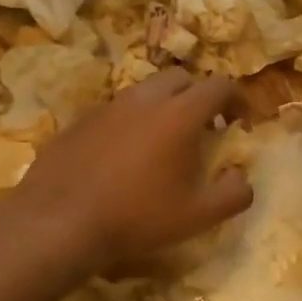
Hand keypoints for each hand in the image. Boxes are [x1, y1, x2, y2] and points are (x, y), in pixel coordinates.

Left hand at [13, 68, 253, 276]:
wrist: (59, 222)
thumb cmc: (137, 217)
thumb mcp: (198, 215)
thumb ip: (233, 193)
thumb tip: (243, 178)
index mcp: (179, 114)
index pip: (219, 86)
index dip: (237, 100)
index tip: (241, 121)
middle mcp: (144, 99)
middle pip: (181, 78)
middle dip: (199, 96)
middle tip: (204, 128)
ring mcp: (108, 106)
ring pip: (145, 91)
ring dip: (163, 106)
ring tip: (162, 142)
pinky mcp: (79, 120)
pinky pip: (115, 110)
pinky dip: (130, 122)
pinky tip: (123, 155)